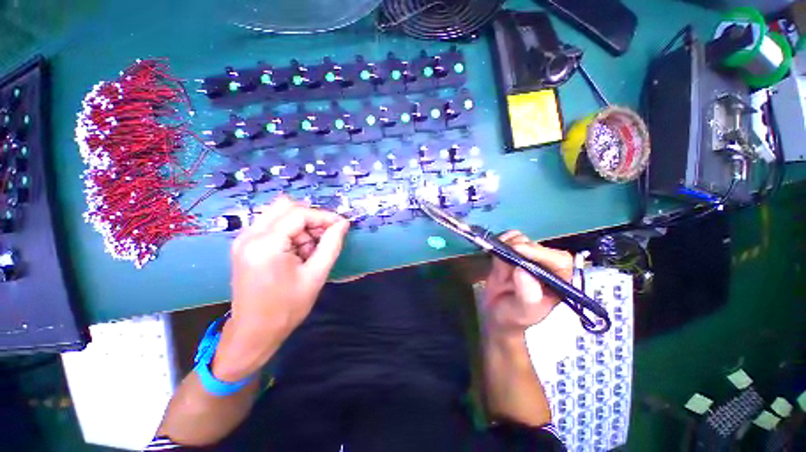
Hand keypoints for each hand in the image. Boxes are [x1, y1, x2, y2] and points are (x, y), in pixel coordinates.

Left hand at [213, 196, 349, 380]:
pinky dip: (291, 232)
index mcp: (265, 244)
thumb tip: (343, 224)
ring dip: (301, 226)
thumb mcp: (316, 275)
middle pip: (286, 206)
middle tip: (325, 237)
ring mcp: (244, 239)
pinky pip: (273, 225)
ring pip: (279, 214)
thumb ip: (331, 244)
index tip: (342, 226)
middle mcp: (249, 235)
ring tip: (311, 250)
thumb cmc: (286, 308)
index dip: (324, 216)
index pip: (299, 214)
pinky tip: (298, 251)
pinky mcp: (245, 244)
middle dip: (311, 218)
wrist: (253, 333)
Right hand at [481, 231, 572, 339]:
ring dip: (508, 243)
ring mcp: (526, 259)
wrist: (495, 315)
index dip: (540, 253)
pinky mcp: (511, 254)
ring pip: (523, 240)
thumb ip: (527, 294)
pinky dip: (502, 239)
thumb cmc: (513, 317)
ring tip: (498, 256)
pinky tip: (495, 247)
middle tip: (502, 253)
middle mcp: (545, 267)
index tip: (517, 250)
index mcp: (557, 282)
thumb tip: (522, 270)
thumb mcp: (523, 311)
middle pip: (539, 247)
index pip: (559, 261)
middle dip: (519, 248)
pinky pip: (510, 239)